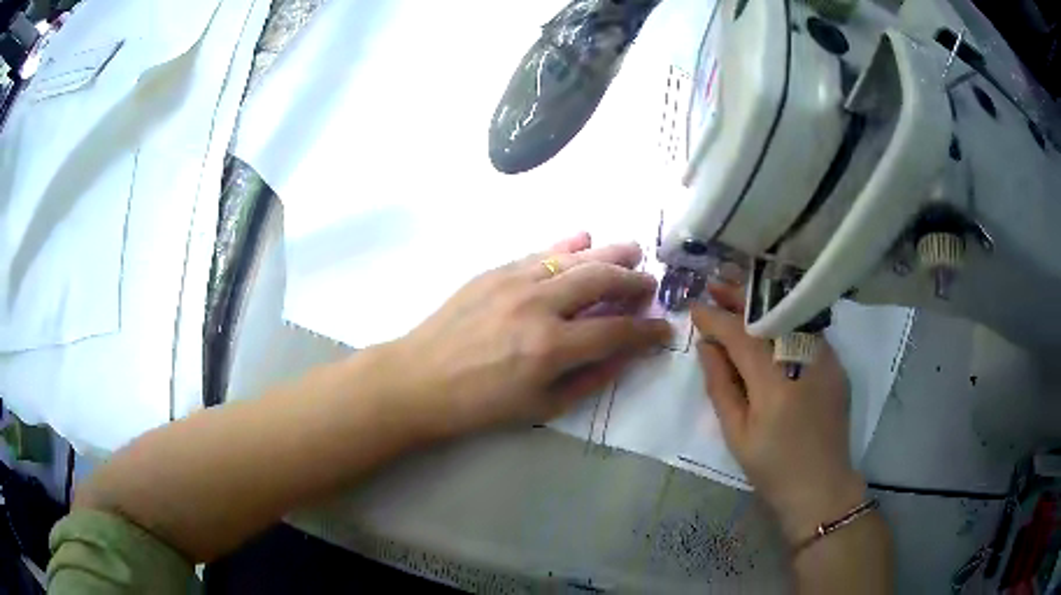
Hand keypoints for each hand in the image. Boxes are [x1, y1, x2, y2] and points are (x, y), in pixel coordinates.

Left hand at [392, 232, 671, 436]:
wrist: (420, 379)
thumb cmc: (481, 404)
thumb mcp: (542, 407)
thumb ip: (591, 378)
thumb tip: (625, 354)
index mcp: (551, 347)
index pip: (617, 331)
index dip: (647, 331)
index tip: (664, 329)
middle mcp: (538, 305)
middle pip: (601, 280)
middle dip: (634, 281)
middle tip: (649, 284)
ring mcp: (514, 281)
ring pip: (574, 258)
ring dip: (608, 254)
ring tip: (631, 252)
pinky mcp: (494, 271)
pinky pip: (539, 252)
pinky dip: (566, 245)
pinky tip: (584, 238)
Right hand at [691, 283, 866, 543]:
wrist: (822, 487)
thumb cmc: (773, 468)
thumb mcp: (736, 434)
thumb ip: (720, 386)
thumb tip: (707, 346)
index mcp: (776, 383)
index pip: (742, 336)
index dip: (716, 319)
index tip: (694, 308)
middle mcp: (805, 361)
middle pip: (771, 315)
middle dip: (741, 297)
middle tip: (715, 285)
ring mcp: (826, 359)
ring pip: (791, 316)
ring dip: (763, 304)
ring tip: (737, 295)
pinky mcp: (836, 364)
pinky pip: (806, 331)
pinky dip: (784, 320)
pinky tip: (769, 321)